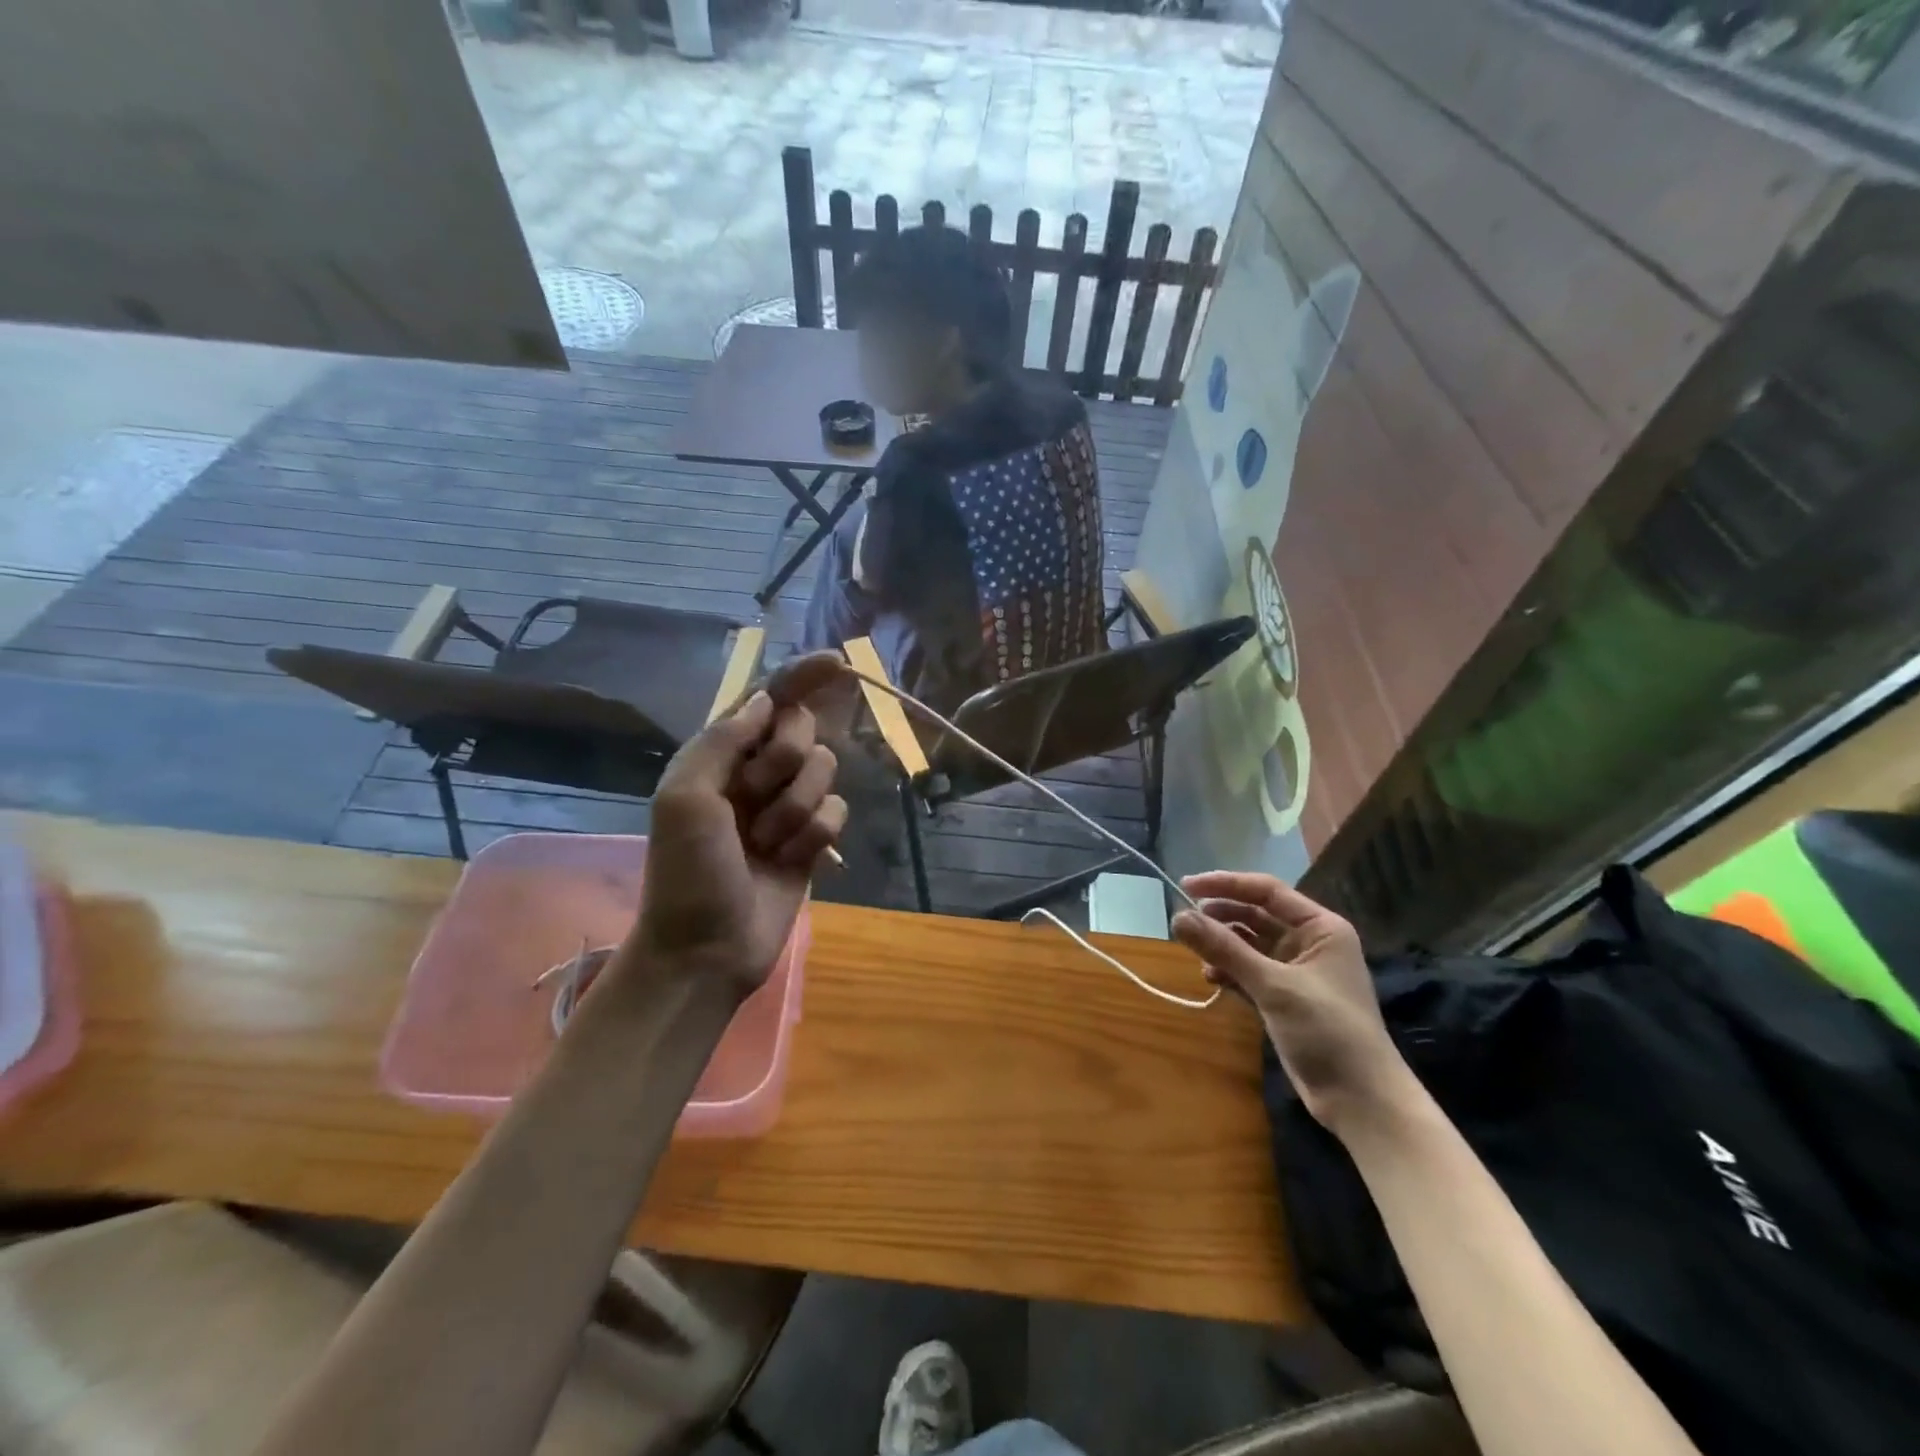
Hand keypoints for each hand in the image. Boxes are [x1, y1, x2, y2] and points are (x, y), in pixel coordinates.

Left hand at [623, 653, 849, 992]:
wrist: (707, 950)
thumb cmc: (687, 873)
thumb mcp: (687, 799)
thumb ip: (724, 740)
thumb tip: (765, 699)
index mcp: (720, 756)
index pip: (766, 701)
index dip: (800, 677)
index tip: (837, 661)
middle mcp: (755, 774)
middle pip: (803, 731)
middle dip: (786, 761)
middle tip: (755, 796)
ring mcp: (786, 807)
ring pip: (825, 772)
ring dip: (797, 808)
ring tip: (767, 844)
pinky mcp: (811, 839)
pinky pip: (837, 812)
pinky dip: (816, 835)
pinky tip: (791, 860)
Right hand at [1170, 872, 1413, 1134]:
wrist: (1361, 1101)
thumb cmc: (1327, 1030)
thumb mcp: (1273, 985)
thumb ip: (1224, 949)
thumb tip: (1177, 916)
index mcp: (1320, 927)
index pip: (1267, 891)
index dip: (1226, 884)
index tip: (1187, 884)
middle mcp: (1309, 942)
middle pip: (1256, 915)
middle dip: (1221, 916)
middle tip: (1184, 919)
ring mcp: (1296, 971)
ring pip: (1249, 944)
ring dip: (1222, 945)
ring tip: (1195, 951)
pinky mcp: (1284, 998)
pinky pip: (1249, 971)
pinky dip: (1229, 971)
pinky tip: (1211, 978)